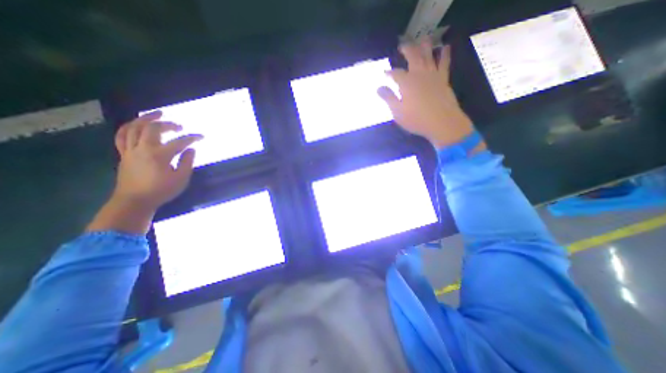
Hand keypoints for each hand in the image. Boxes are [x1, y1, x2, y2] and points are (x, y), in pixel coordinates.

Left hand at [113, 111, 200, 209]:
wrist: (135, 201)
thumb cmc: (161, 191)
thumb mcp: (181, 179)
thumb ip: (187, 162)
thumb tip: (191, 149)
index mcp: (160, 155)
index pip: (179, 142)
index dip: (192, 138)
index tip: (201, 137)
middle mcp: (143, 149)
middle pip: (153, 128)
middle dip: (168, 124)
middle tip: (179, 126)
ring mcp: (130, 150)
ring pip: (134, 128)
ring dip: (146, 119)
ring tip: (157, 114)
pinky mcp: (124, 154)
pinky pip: (122, 136)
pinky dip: (129, 127)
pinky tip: (137, 124)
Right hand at [377, 40, 475, 147]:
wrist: (442, 122)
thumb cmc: (416, 119)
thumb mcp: (398, 112)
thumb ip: (389, 98)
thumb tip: (378, 88)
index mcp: (406, 83)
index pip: (396, 73)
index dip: (389, 72)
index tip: (385, 73)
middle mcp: (419, 74)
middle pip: (413, 57)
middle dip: (407, 50)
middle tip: (402, 45)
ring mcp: (433, 75)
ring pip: (428, 56)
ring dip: (424, 46)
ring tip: (422, 39)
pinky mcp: (443, 79)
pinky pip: (444, 63)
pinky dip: (445, 54)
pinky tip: (445, 47)